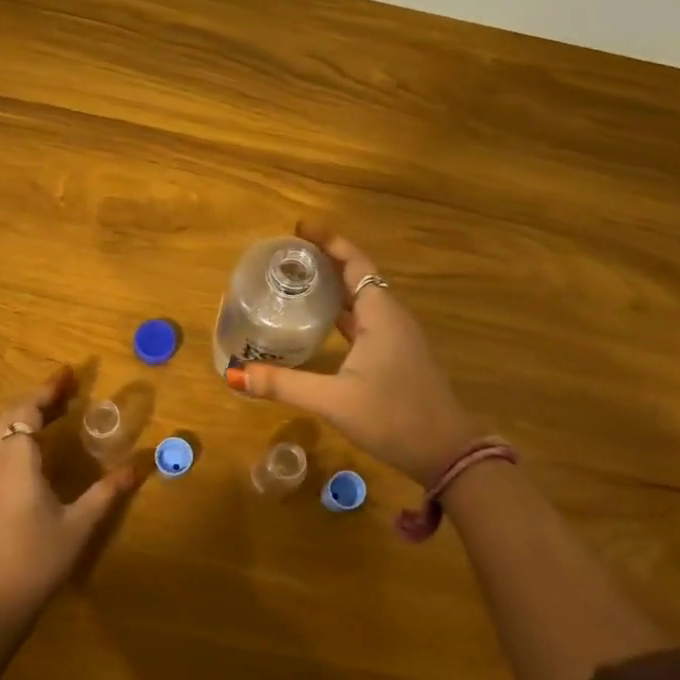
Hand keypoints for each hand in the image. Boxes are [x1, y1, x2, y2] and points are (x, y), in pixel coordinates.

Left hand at [0, 367, 142, 623]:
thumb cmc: (34, 560)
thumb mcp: (78, 526)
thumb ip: (106, 493)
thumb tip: (137, 467)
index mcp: (16, 461)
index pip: (27, 410)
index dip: (47, 390)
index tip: (69, 374)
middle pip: (10, 416)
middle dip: (37, 399)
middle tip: (67, 392)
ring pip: (0, 434)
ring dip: (25, 418)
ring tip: (56, 415)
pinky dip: (18, 437)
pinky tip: (37, 453)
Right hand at [229, 223, 481, 484]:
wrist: (445, 452)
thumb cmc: (393, 417)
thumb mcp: (334, 401)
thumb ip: (284, 385)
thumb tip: (234, 375)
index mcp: (381, 313)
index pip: (354, 262)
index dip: (328, 240)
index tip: (299, 228)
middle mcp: (391, 316)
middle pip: (356, 275)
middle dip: (324, 261)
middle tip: (286, 257)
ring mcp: (397, 336)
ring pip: (361, 299)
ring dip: (333, 287)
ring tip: (295, 282)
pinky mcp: (396, 355)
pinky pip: (365, 320)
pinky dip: (341, 312)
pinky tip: (318, 323)